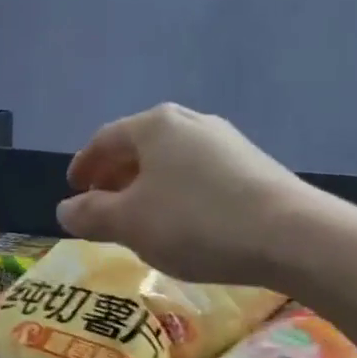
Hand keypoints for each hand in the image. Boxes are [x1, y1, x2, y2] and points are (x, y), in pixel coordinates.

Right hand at [57, 104, 305, 286]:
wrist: (292, 235)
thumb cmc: (196, 223)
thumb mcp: (130, 223)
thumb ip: (90, 215)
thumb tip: (64, 210)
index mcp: (154, 125)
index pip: (104, 140)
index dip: (83, 166)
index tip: (72, 190)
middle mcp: (190, 122)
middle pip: (139, 147)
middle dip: (115, 176)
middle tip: (101, 206)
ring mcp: (226, 141)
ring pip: (170, 161)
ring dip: (146, 186)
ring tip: (139, 218)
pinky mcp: (252, 165)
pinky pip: (198, 174)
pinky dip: (177, 193)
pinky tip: (183, 223)